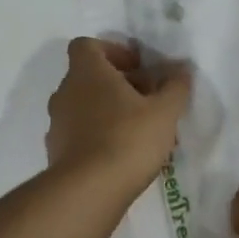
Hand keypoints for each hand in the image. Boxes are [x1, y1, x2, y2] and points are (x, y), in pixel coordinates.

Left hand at [45, 38, 191, 193]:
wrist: (87, 192)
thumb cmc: (128, 138)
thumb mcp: (164, 111)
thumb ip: (175, 86)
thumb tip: (182, 69)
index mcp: (87, 72)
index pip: (87, 45)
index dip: (112, 51)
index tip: (137, 67)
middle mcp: (66, 92)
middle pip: (89, 76)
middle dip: (118, 84)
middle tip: (148, 100)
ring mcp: (57, 123)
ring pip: (84, 106)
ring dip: (109, 110)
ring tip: (139, 130)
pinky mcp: (56, 152)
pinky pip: (79, 133)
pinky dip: (98, 135)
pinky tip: (122, 154)